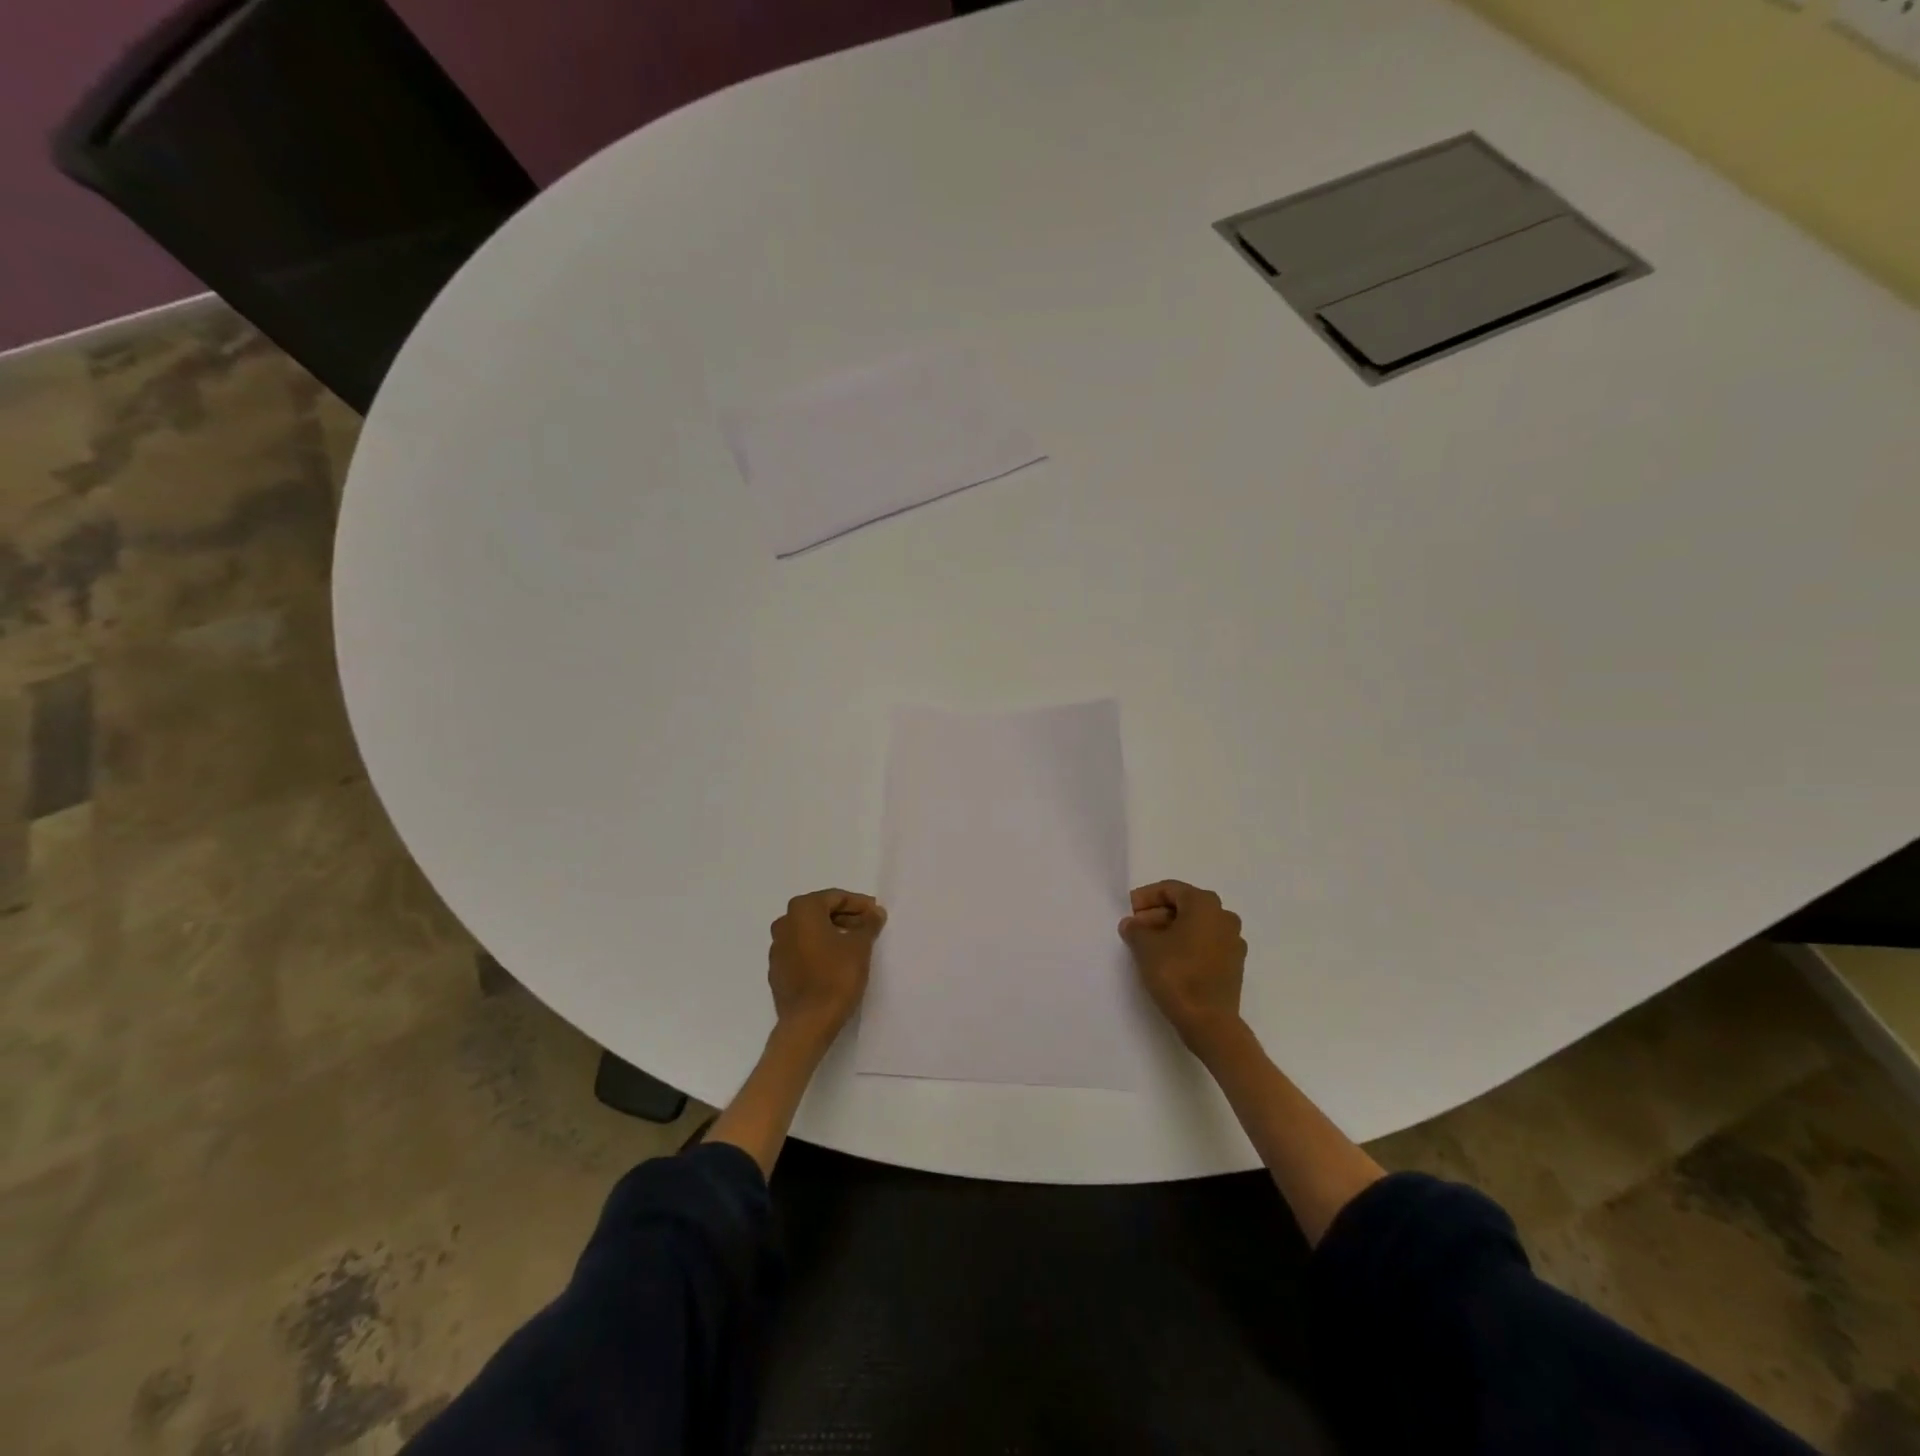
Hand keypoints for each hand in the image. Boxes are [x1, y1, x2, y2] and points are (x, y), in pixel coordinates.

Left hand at [768, 889, 886, 1039]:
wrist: (808, 1023)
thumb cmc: (836, 976)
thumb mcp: (860, 946)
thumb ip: (868, 924)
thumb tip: (875, 913)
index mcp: (802, 910)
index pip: (835, 897)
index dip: (859, 904)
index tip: (876, 913)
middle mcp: (784, 923)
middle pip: (820, 912)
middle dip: (846, 917)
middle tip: (869, 927)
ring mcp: (777, 948)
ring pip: (809, 932)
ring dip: (832, 933)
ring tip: (855, 944)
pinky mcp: (777, 971)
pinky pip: (801, 950)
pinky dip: (819, 950)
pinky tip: (836, 962)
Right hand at [1119, 880, 1246, 1054]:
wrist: (1209, 1021)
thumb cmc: (1176, 974)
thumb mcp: (1145, 946)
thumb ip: (1135, 929)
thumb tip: (1132, 924)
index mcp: (1205, 904)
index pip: (1170, 889)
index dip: (1146, 897)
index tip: (1129, 911)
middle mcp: (1224, 916)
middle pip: (1185, 906)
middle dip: (1157, 914)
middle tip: (1136, 929)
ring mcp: (1233, 941)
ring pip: (1196, 926)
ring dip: (1171, 930)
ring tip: (1149, 946)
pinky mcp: (1234, 964)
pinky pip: (1206, 944)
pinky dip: (1187, 945)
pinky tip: (1169, 961)